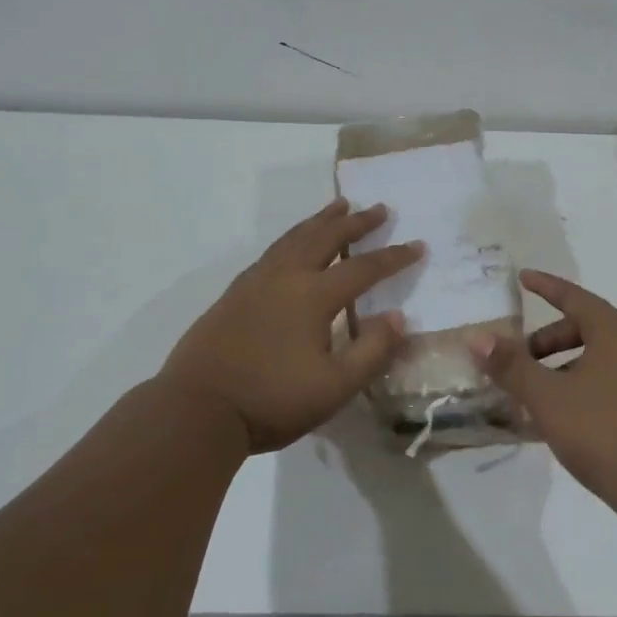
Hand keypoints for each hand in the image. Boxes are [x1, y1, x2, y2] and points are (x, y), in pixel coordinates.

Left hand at [161, 199, 422, 452]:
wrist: (197, 410)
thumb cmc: (271, 400)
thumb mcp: (335, 387)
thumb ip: (372, 351)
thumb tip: (397, 317)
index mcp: (313, 296)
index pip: (363, 268)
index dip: (394, 257)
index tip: (418, 245)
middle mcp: (285, 278)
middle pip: (326, 238)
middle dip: (356, 222)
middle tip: (379, 208)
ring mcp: (255, 282)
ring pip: (294, 238)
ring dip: (320, 220)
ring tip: (338, 206)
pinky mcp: (234, 294)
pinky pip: (272, 251)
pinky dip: (292, 237)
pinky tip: (292, 245)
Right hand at [470, 271, 616, 529]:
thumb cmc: (607, 436)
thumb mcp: (549, 400)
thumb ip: (512, 367)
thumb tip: (478, 337)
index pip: (576, 297)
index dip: (546, 287)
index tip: (523, 278)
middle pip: (589, 329)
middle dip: (549, 342)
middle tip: (519, 363)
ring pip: (603, 359)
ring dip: (566, 369)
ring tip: (538, 399)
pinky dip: (588, 387)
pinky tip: (569, 421)